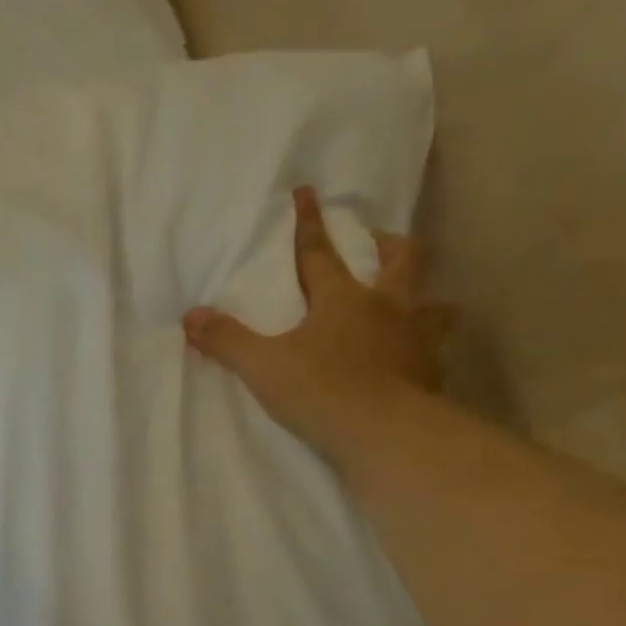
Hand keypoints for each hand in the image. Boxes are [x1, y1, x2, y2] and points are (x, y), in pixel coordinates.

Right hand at [183, 186, 454, 459]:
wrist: (385, 433)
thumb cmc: (321, 391)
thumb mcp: (262, 366)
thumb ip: (227, 340)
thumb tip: (190, 317)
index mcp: (343, 299)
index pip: (319, 253)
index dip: (308, 223)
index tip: (306, 192)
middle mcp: (387, 307)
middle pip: (400, 258)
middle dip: (385, 243)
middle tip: (376, 240)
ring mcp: (416, 338)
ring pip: (433, 301)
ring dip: (423, 293)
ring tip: (412, 299)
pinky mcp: (431, 371)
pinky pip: (435, 348)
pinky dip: (426, 345)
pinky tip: (415, 357)